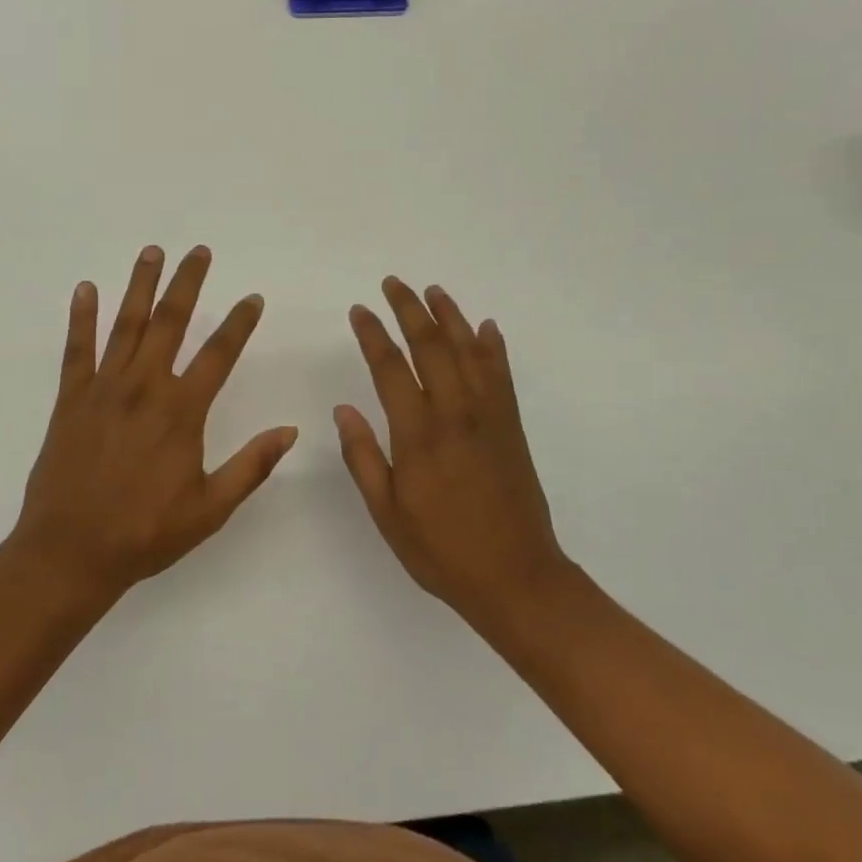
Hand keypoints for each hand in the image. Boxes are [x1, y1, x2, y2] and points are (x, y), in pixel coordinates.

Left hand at [10, 245, 298, 596]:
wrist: (70, 552)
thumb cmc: (145, 533)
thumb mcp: (210, 508)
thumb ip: (251, 466)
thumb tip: (291, 431)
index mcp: (181, 412)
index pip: (219, 355)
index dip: (239, 324)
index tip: (253, 298)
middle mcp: (144, 388)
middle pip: (170, 323)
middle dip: (187, 283)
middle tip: (199, 251)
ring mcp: (104, 390)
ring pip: (125, 325)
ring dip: (140, 285)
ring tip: (152, 252)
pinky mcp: (71, 400)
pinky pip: (77, 349)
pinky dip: (81, 317)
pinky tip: (86, 289)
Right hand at [335, 277, 572, 628]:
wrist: (517, 577)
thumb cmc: (442, 551)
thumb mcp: (387, 513)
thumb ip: (363, 457)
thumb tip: (344, 409)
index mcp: (418, 435)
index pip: (390, 368)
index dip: (373, 335)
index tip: (359, 310)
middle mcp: (455, 413)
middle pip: (431, 346)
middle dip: (409, 309)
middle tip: (393, 283)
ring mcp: (489, 416)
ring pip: (469, 351)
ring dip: (450, 316)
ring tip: (434, 291)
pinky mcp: (512, 427)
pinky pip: (502, 375)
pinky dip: (493, 346)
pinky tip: (486, 327)